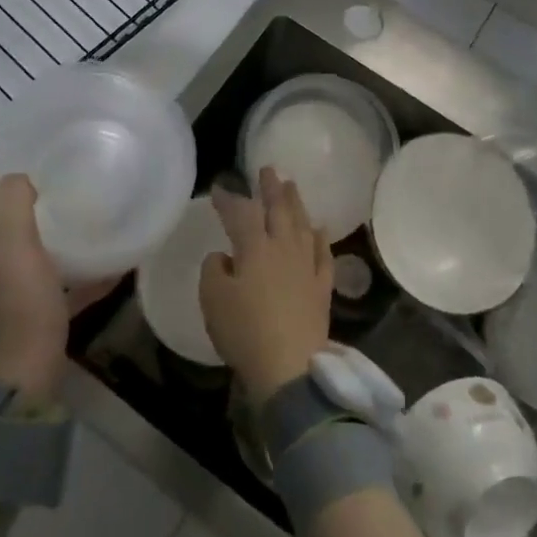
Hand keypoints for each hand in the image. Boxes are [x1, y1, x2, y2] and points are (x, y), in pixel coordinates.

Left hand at [0, 172, 114, 403]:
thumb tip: (18, 175)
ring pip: (34, 250)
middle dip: (25, 195)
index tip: (19, 150)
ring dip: (55, 230)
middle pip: (3, 221)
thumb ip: (13, 207)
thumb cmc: (21, 304)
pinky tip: (116, 264)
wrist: (27, 374)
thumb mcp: (16, 248)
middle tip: (60, 174)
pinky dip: (86, 273)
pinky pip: (65, 283)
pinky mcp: (41, 312)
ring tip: (86, 210)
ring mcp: (18, 290)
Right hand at [200, 168, 333, 406]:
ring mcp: (306, 267)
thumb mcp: (213, 300)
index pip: (240, 213)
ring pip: (302, 225)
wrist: (289, 367)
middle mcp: (283, 249)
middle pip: (278, 210)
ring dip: (296, 204)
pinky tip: (319, 229)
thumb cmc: (244, 331)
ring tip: (292, 187)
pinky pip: (323, 255)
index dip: (229, 199)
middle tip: (268, 169)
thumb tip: (225, 257)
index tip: (220, 188)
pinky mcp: (321, 288)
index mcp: (254, 248)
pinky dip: (320, 238)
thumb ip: (214, 270)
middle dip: (271, 188)